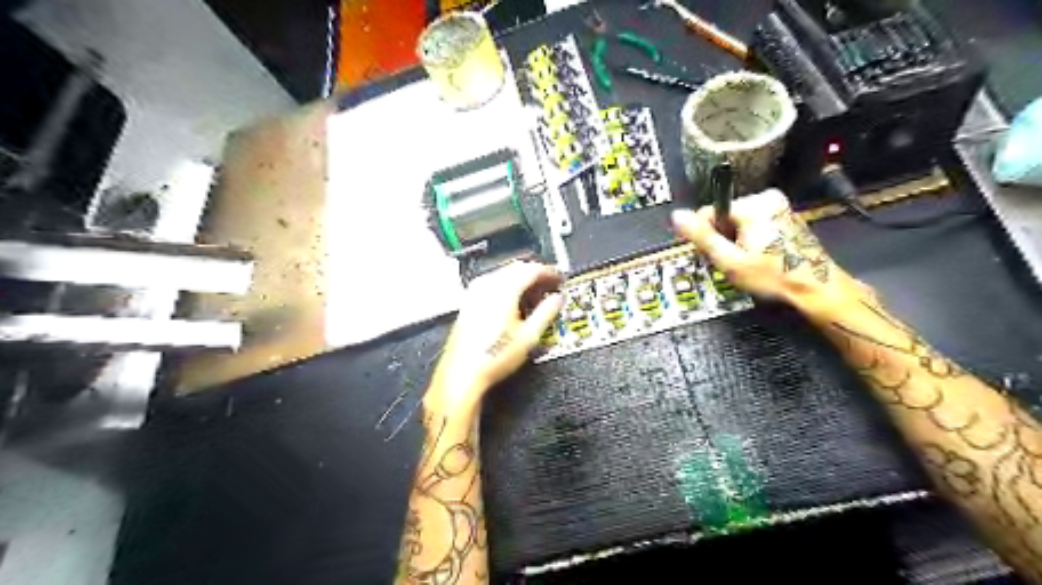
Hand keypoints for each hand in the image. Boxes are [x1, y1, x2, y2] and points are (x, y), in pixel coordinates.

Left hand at [424, 262, 561, 415]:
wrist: (463, 372)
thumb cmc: (493, 357)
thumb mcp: (529, 336)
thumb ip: (547, 312)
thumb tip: (557, 299)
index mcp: (503, 289)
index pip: (531, 269)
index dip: (549, 272)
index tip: (559, 279)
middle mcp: (487, 286)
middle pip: (517, 268)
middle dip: (536, 275)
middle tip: (550, 288)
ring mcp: (475, 293)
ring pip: (504, 275)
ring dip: (521, 282)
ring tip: (534, 299)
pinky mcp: (469, 302)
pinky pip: (492, 285)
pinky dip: (507, 289)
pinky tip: (514, 306)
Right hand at [666, 189, 872, 317]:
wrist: (817, 288)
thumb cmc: (773, 276)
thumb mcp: (729, 260)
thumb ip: (701, 236)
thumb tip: (677, 216)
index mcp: (754, 204)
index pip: (709, 212)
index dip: (707, 237)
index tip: (717, 257)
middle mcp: (768, 199)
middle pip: (724, 217)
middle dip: (723, 240)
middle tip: (733, 264)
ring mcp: (779, 207)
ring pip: (738, 223)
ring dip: (736, 243)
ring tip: (748, 264)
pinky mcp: (786, 217)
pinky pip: (754, 225)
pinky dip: (750, 241)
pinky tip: (759, 259)